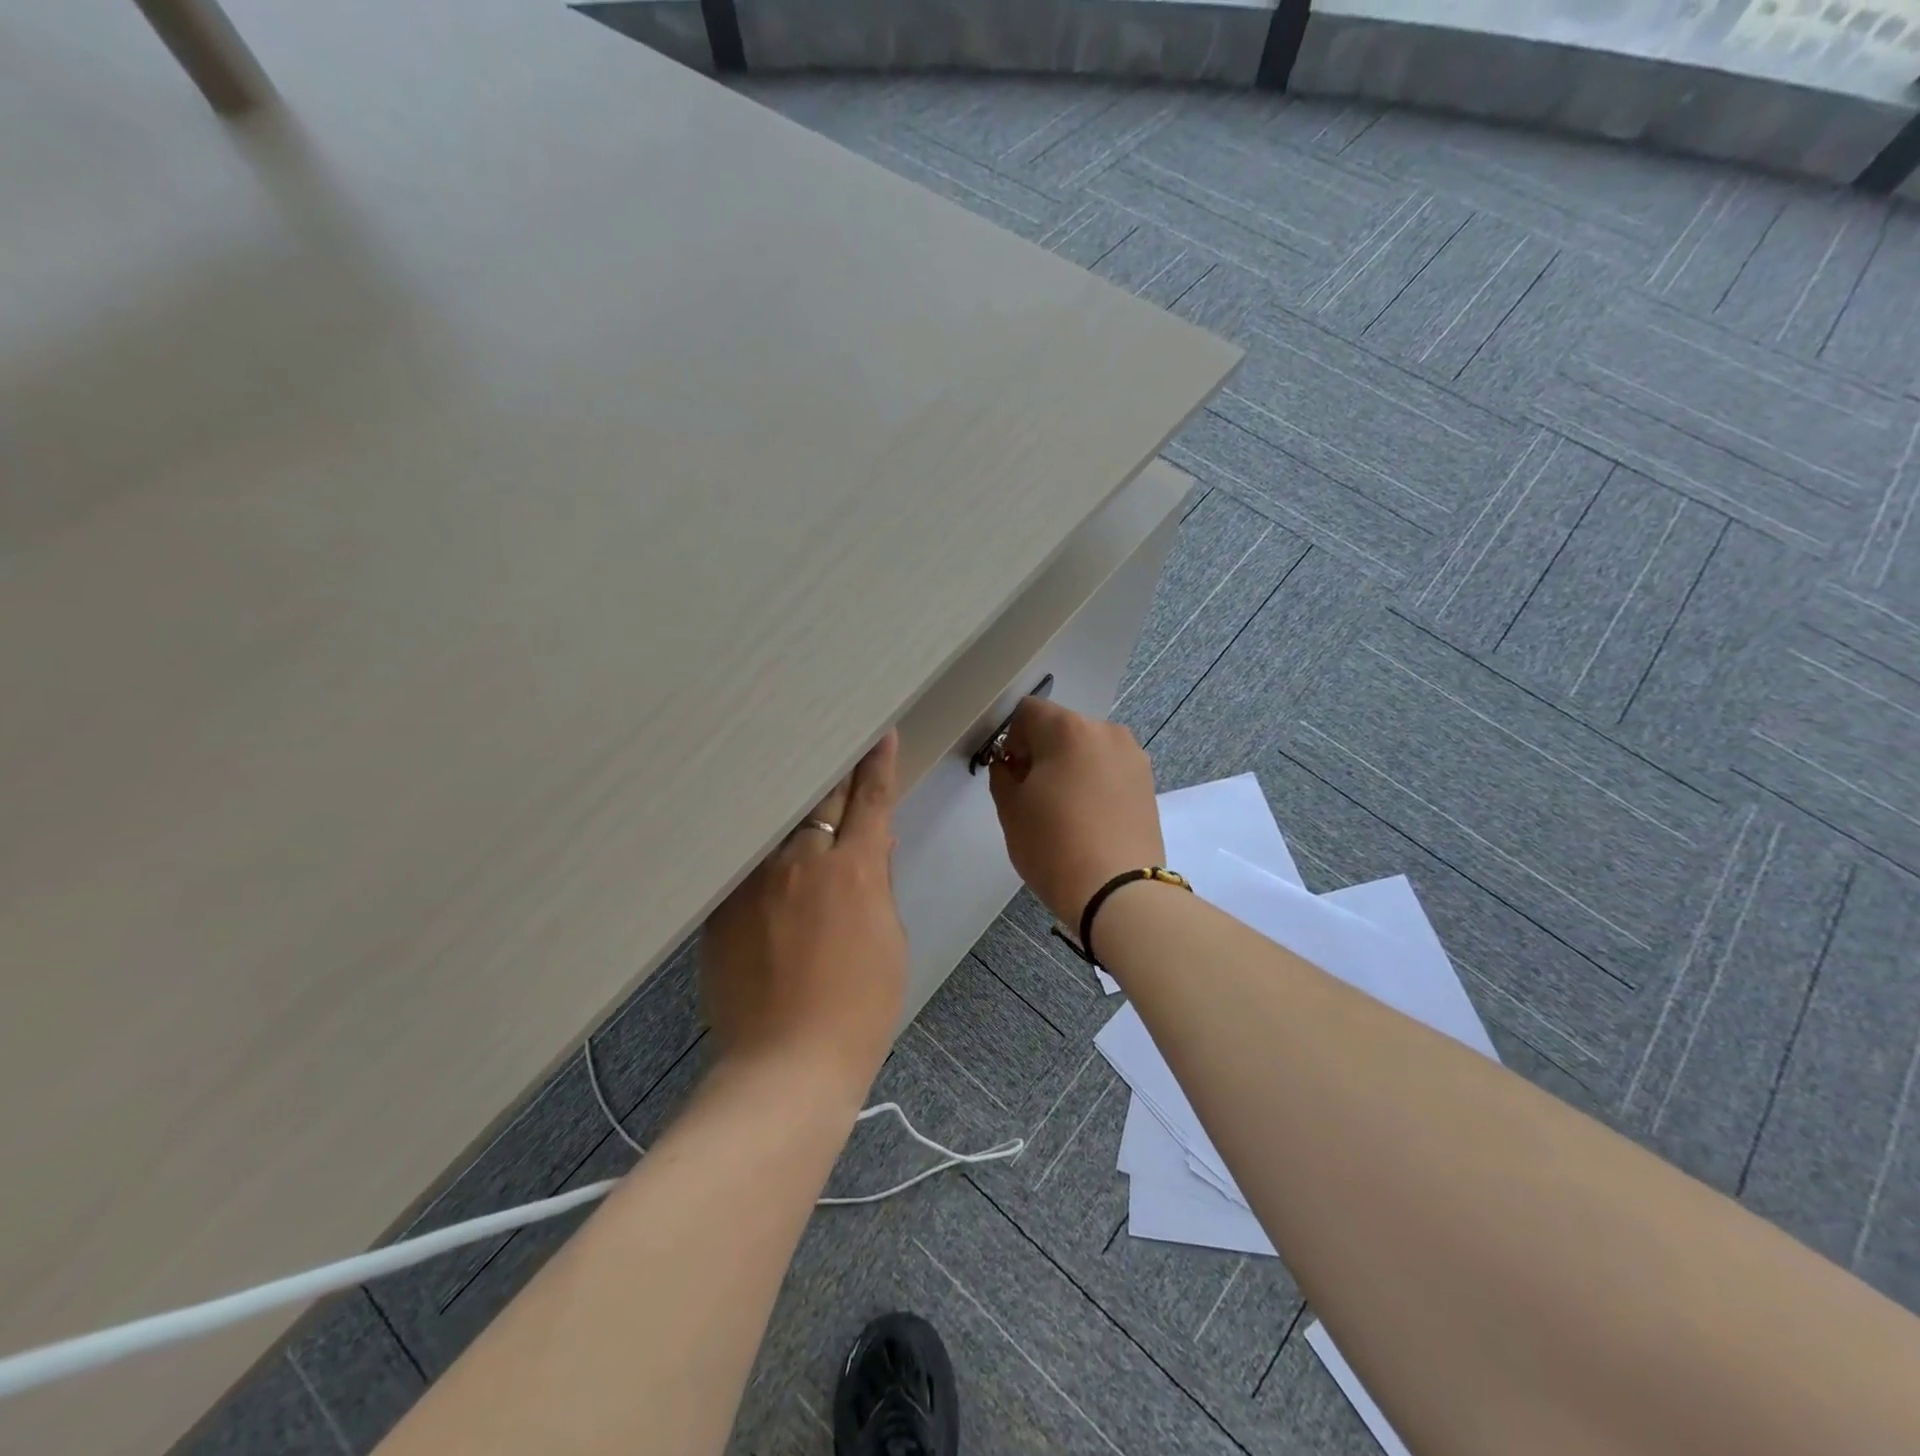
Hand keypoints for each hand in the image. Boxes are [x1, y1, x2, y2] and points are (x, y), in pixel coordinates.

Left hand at [701, 732, 907, 1098]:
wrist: (787, 1063)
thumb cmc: (860, 1006)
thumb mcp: (889, 940)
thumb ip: (876, 883)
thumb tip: (870, 845)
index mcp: (853, 868)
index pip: (870, 800)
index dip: (877, 765)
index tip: (879, 735)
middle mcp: (801, 860)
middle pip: (818, 799)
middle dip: (830, 775)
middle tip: (831, 751)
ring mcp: (755, 879)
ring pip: (776, 826)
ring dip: (790, 812)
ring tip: (790, 796)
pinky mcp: (721, 904)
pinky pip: (745, 862)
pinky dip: (760, 852)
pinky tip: (759, 848)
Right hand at [987, 699, 1162, 926]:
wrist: (1119, 892)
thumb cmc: (1053, 846)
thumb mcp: (1011, 810)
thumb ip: (1003, 775)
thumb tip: (1011, 764)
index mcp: (1068, 729)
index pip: (1028, 712)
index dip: (1012, 739)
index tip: (1011, 773)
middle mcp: (1105, 731)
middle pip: (1061, 728)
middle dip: (1043, 752)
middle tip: (1034, 795)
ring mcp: (1133, 756)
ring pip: (1088, 749)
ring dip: (1071, 767)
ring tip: (1065, 811)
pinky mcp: (1148, 782)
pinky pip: (1110, 770)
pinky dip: (1095, 783)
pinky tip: (1089, 818)